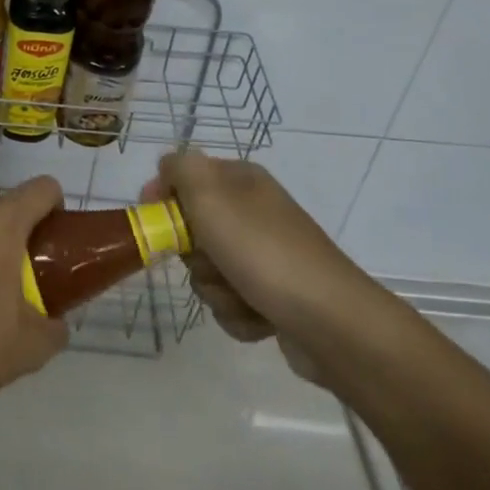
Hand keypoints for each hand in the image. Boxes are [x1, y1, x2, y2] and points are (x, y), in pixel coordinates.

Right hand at [147, 150, 385, 380]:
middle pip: (192, 228)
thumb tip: (167, 167)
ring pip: (208, 271)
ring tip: (242, 294)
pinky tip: (259, 316)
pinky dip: (237, 313)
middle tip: (212, 259)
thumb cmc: (263, 252)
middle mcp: (253, 212)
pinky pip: (230, 301)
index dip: (165, 197)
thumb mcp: (211, 196)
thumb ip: (181, 169)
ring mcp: (265, 256)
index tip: (157, 221)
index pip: (185, 175)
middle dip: (194, 253)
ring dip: (216, 289)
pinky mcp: (272, 295)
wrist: (331, 322)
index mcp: (241, 181)